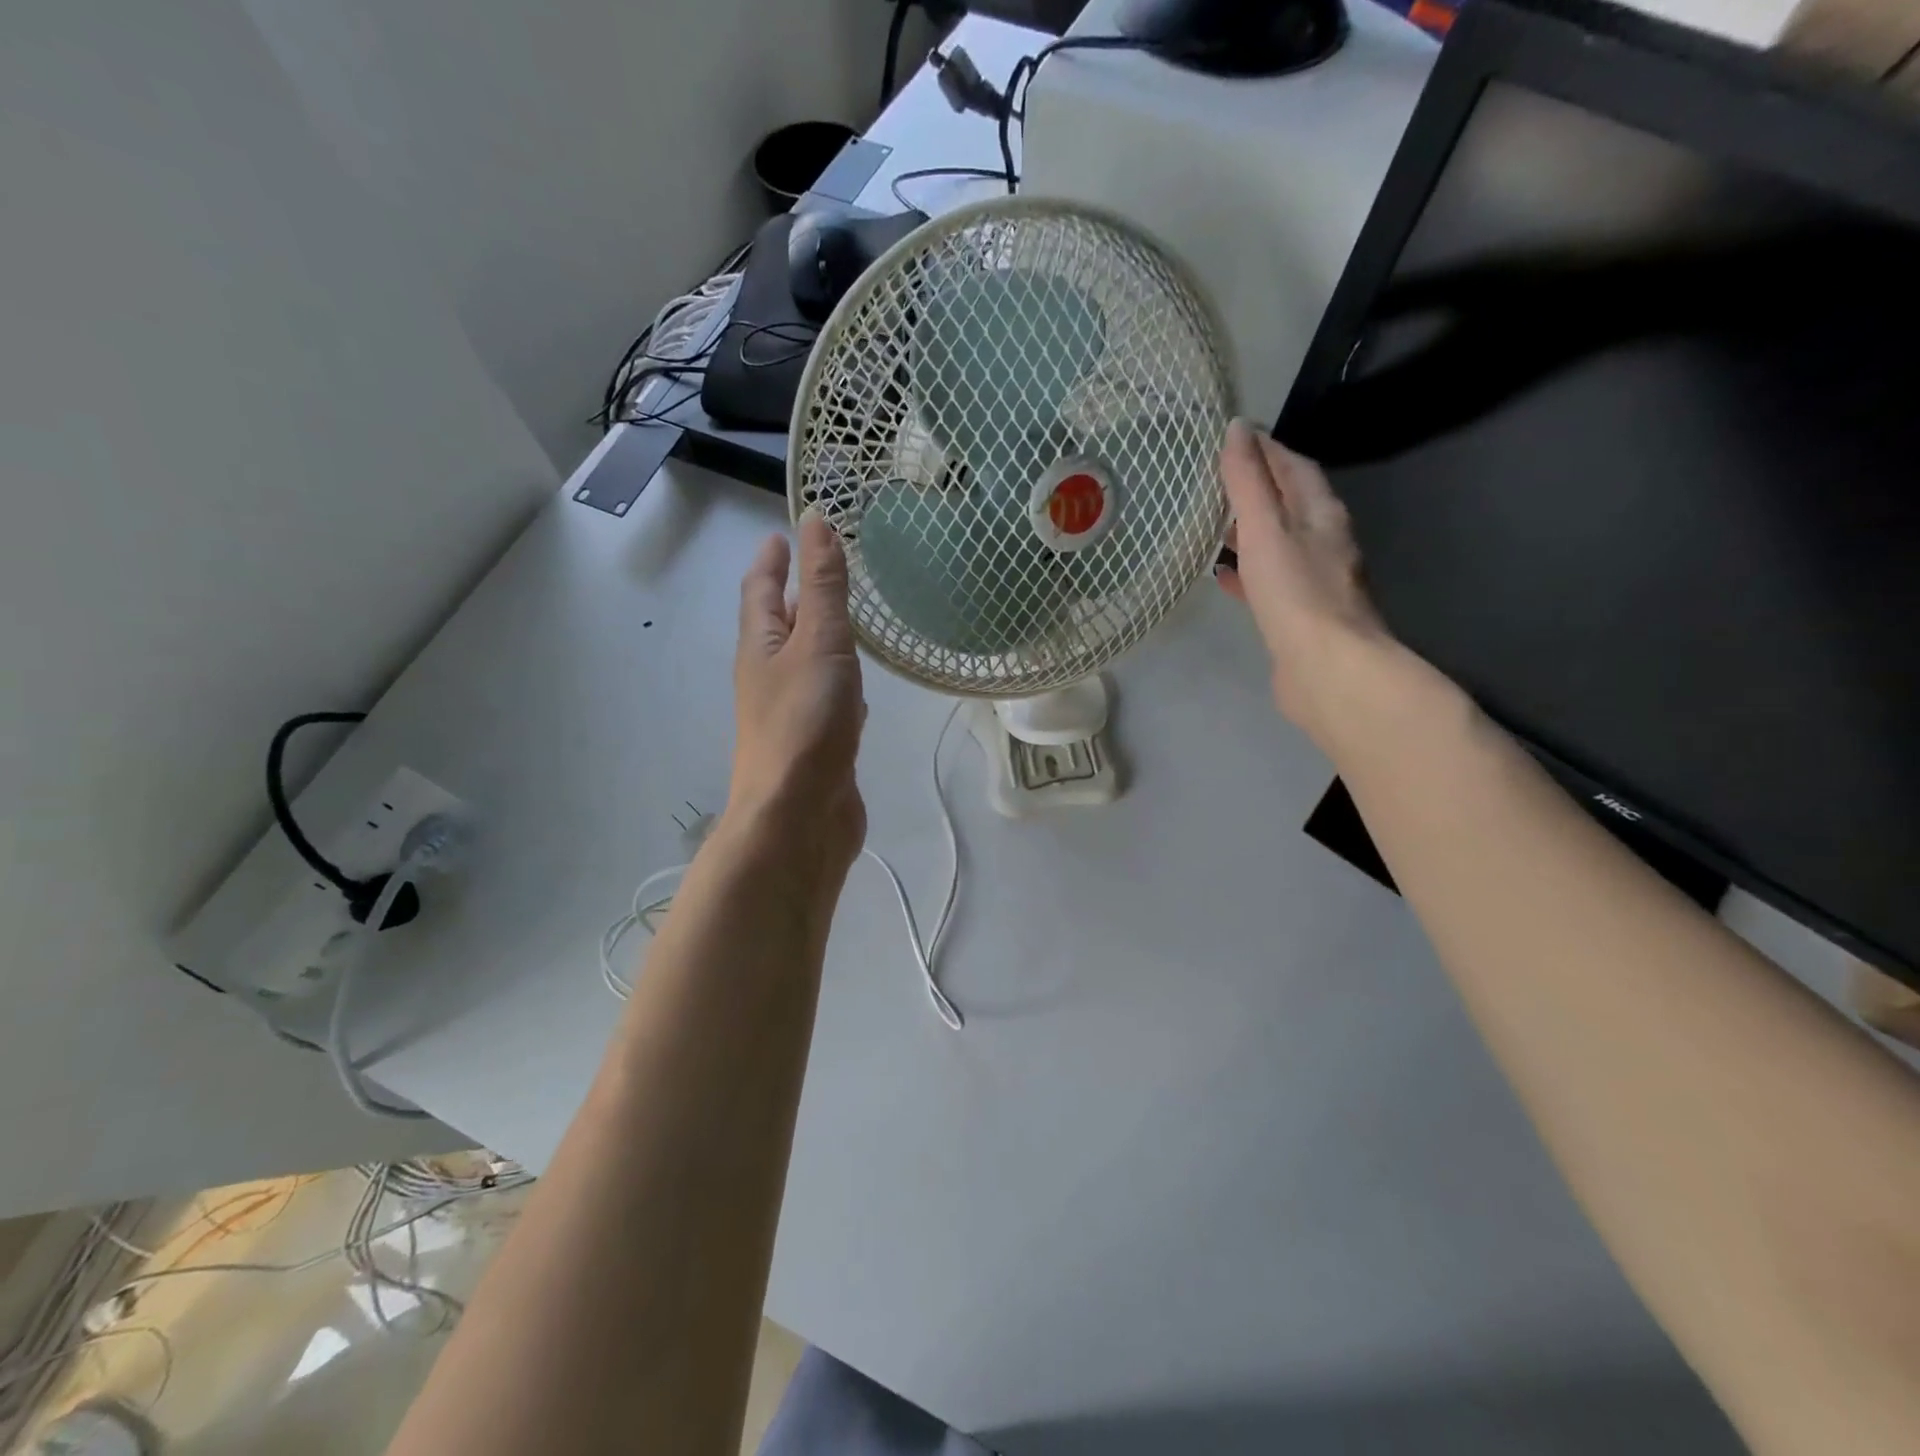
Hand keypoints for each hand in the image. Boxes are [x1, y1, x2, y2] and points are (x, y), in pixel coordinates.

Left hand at [727, 513, 867, 878]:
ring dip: (821, 641)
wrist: (798, 817)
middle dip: (796, 597)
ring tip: (845, 623)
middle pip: (780, 627)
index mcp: (761, 647)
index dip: (772, 559)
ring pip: (806, 665)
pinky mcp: (817, 744)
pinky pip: (828, 702)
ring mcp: (792, 713)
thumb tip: (814, 522)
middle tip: (823, 571)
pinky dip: (840, 685)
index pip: (761, 590)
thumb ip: (822, 586)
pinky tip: (861, 694)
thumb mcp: (819, 642)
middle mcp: (769, 677)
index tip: (782, 532)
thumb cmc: (805, 722)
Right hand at [1214, 419, 1395, 750]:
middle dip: (1258, 490)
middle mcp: (1325, 543)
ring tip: (1215, 526)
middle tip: (1218, 481)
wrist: (1328, 670)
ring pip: (1280, 545)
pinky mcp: (1300, 616)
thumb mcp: (1265, 529)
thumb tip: (1237, 429)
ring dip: (1252, 532)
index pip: (1295, 468)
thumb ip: (1248, 482)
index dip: (1267, 450)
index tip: (1235, 438)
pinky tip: (1222, 579)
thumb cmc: (1296, 594)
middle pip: (1290, 505)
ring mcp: (1315, 582)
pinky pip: (1270, 583)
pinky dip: (1247, 574)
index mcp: (1322, 515)